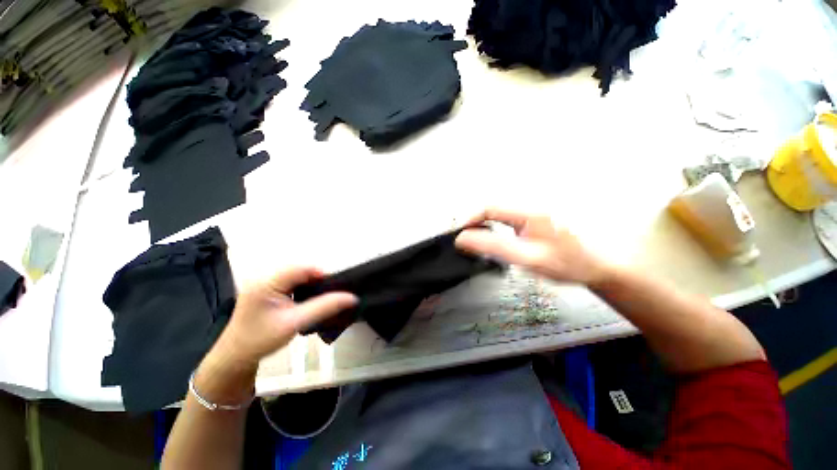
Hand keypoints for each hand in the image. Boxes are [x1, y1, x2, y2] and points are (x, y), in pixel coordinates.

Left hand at [196, 268, 355, 400]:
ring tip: (320, 298)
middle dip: (317, 280)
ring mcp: (264, 284)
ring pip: (296, 277)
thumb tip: (352, 297)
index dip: (322, 275)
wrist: (234, 358)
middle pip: (299, 271)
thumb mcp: (295, 323)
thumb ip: (324, 307)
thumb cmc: (261, 340)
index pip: (302, 268)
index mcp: (267, 282)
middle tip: (329, 295)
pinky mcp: (265, 291)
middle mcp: (265, 278)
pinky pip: (290, 284)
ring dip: (310, 285)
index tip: (335, 288)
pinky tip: (306, 301)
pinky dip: (302, 290)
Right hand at [456, 208, 610, 285]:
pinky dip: (494, 221)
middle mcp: (532, 201)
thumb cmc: (569, 262)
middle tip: (467, 239)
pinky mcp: (535, 209)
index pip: (489, 207)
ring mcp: (534, 204)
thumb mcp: (528, 259)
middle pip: (492, 205)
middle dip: (475, 221)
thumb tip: (464, 239)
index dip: (470, 219)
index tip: (460, 235)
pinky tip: (494, 232)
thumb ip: (493, 247)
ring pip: (498, 208)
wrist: (599, 262)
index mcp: (531, 210)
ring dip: (483, 221)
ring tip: (477, 237)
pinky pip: (507, 211)